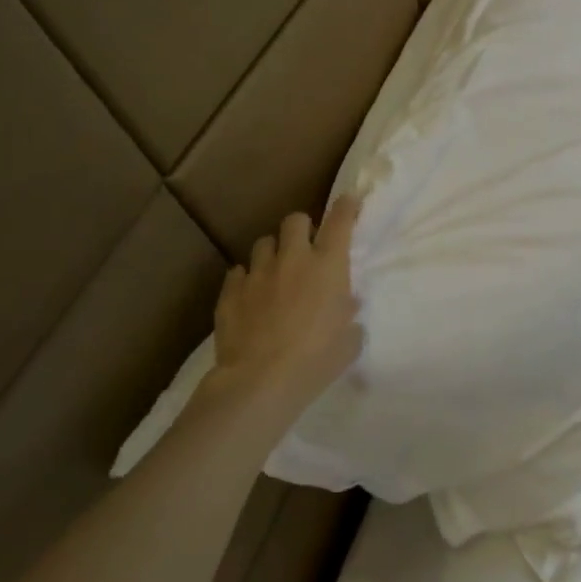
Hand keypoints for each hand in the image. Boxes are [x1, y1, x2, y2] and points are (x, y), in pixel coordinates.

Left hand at [208, 195, 362, 409]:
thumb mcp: (349, 341)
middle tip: (306, 247)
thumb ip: (349, 316)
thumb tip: (345, 306)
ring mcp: (258, 273)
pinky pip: (238, 273)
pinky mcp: (230, 292)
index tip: (350, 200)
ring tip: (275, 272)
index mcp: (328, 266)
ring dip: (273, 253)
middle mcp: (293, 260)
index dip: (346, 207)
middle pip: (295, 220)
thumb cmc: (317, 360)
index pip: (340, 222)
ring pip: (263, 243)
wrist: (261, 381)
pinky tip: (250, 296)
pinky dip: (247, 279)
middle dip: (302, 228)